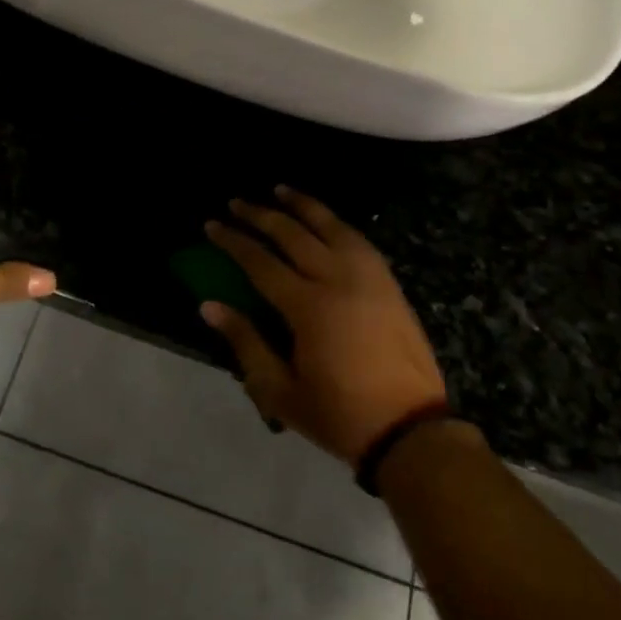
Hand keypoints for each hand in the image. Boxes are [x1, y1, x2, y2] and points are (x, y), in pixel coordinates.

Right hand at [202, 187, 449, 464]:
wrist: (411, 429)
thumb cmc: (339, 415)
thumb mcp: (280, 391)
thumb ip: (245, 342)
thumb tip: (209, 305)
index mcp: (308, 306)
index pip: (260, 262)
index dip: (233, 241)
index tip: (212, 224)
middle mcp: (337, 279)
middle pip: (292, 234)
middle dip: (260, 214)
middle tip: (237, 202)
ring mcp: (368, 277)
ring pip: (330, 225)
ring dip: (302, 204)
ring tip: (280, 189)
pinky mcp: (389, 283)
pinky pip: (358, 239)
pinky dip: (335, 222)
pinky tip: (325, 219)